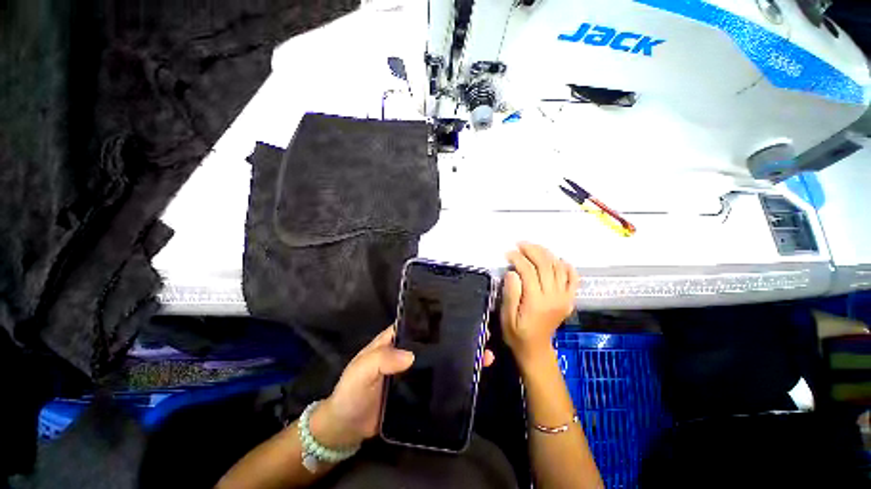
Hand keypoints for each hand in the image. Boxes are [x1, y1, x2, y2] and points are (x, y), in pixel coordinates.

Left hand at [311, 325, 494, 448]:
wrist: (347, 427)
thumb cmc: (352, 391)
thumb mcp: (362, 370)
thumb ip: (382, 360)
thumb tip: (411, 356)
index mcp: (396, 339)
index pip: (420, 323)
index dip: (439, 319)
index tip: (461, 316)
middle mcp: (409, 351)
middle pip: (436, 340)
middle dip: (457, 336)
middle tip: (481, 334)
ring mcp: (416, 371)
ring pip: (442, 359)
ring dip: (461, 356)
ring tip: (485, 354)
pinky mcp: (419, 390)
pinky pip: (440, 380)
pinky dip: (455, 378)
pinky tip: (473, 377)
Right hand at [501, 242, 578, 370]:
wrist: (536, 350)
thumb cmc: (517, 333)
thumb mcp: (507, 316)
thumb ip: (510, 293)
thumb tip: (512, 272)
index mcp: (536, 301)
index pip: (528, 271)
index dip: (518, 258)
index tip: (508, 253)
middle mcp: (553, 297)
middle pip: (545, 265)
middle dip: (532, 250)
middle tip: (520, 244)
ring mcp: (564, 297)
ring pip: (558, 268)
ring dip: (546, 254)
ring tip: (533, 247)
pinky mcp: (568, 299)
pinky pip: (573, 279)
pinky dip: (568, 267)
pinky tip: (559, 259)